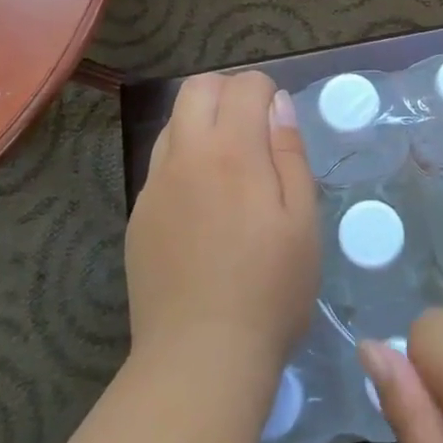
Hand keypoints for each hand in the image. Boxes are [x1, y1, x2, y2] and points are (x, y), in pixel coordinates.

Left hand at [125, 72, 319, 378]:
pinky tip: (203, 206)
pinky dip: (184, 161)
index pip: (244, 85)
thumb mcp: (303, 221)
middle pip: (196, 88)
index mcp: (233, 151)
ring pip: (173, 123)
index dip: (267, 91)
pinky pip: (160, 165)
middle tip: (254, 130)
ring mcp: (155, 186)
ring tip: (229, 167)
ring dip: (202, 124)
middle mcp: (186, 155)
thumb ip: (290, 154)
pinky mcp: (139, 216)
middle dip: (228, 92)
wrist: (200, 357)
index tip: (279, 123)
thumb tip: (277, 104)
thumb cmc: (270, 290)